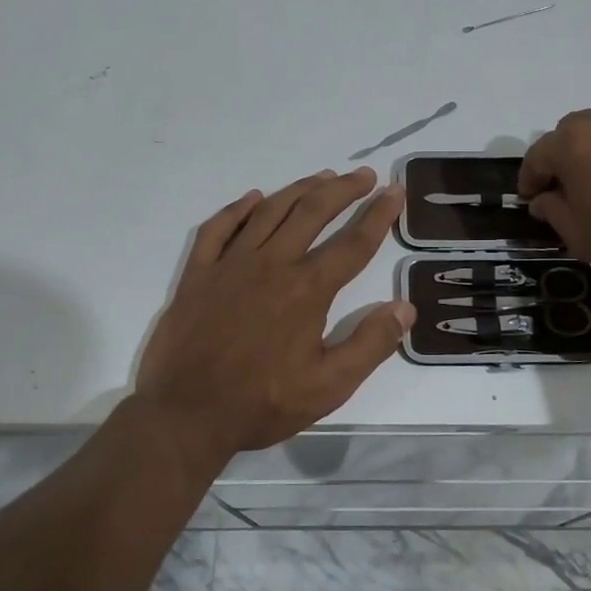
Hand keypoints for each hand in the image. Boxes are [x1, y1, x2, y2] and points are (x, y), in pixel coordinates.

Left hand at [135, 167, 413, 460]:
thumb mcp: (329, 387)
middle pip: (312, 212)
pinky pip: (218, 228)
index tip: (394, 191)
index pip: (353, 243)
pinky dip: (237, 208)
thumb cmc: (262, 403)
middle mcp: (271, 265)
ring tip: (322, 176)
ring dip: (299, 189)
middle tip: (363, 175)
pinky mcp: (198, 273)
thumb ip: (370, 345)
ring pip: (269, 211)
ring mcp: (230, 265)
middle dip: (342, 189)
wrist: (186, 414)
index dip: (379, 215)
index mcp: (307, 290)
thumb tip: (405, 308)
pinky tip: (253, 198)